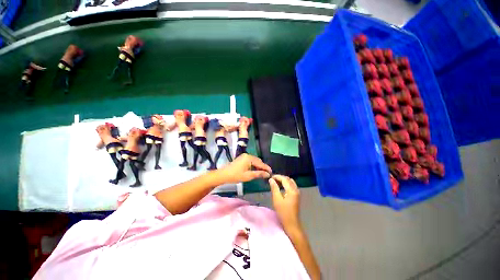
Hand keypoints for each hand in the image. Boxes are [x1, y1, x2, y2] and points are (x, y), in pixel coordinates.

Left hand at [218, 154, 271, 183]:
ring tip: (262, 173)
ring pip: (254, 161)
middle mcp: (247, 155)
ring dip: (258, 166)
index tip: (271, 173)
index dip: (266, 168)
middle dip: (263, 167)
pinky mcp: (242, 158)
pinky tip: (255, 170)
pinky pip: (251, 161)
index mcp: (249, 158)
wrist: (224, 174)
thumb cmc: (236, 175)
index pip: (260, 163)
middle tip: (267, 174)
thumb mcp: (248, 176)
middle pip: (258, 161)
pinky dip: (254, 165)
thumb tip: (268, 174)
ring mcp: (244, 156)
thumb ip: (259, 174)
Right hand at [269, 175, 300, 231]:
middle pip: (288, 179)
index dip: (277, 176)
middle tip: (272, 179)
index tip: (270, 177)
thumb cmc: (283, 212)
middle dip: (280, 177)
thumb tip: (271, 179)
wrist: (292, 223)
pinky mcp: (296, 195)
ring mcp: (297, 192)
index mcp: (292, 190)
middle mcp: (296, 189)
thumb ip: (274, 188)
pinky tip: (280, 186)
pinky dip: (286, 184)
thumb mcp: (277, 199)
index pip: (284, 179)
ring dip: (283, 180)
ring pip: (290, 182)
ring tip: (275, 182)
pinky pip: (291, 185)